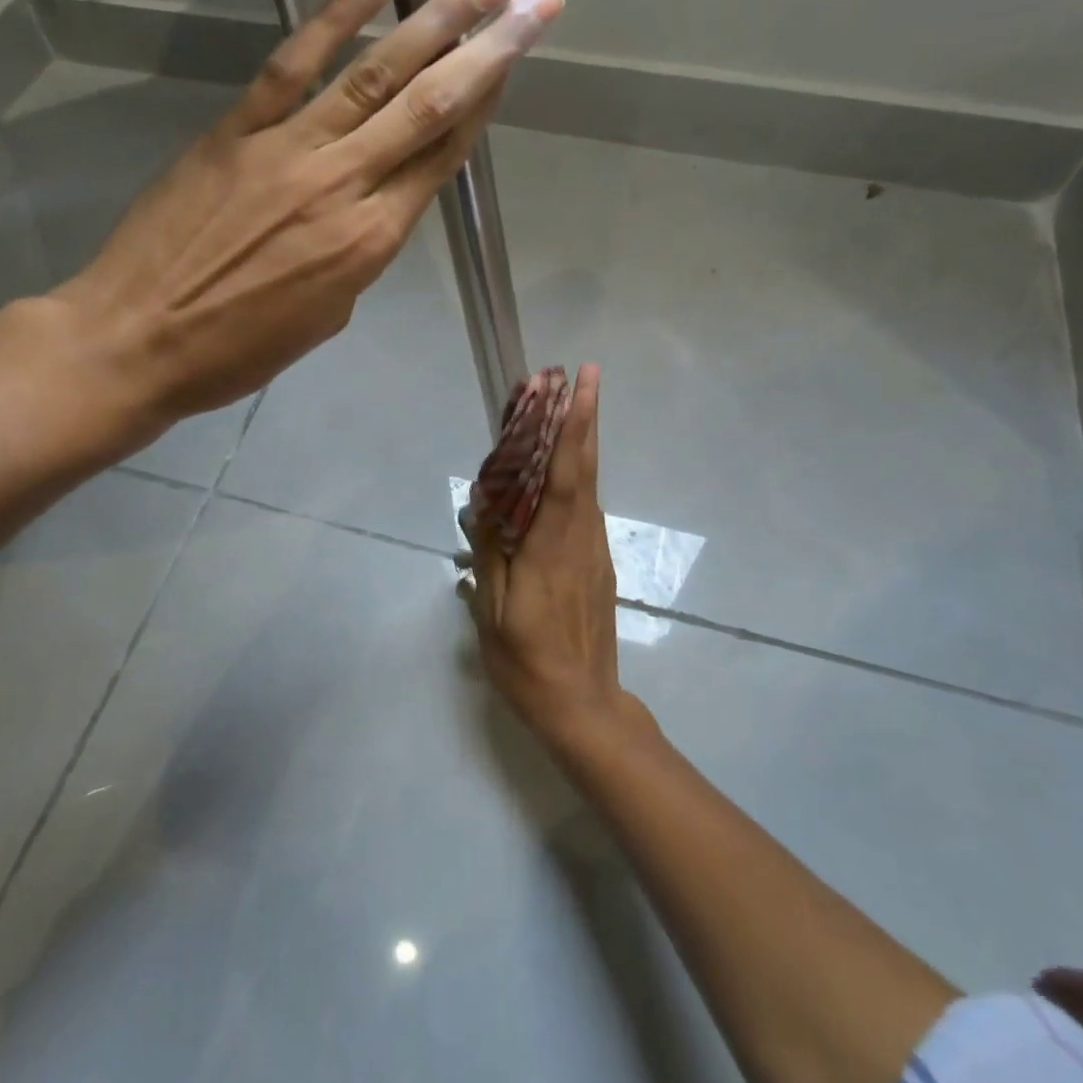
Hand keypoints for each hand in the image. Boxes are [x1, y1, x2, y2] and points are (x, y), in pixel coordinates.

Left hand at [48, 0, 564, 451]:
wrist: (139, 340)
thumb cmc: (238, 350)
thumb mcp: (325, 317)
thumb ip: (358, 253)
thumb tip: (370, 206)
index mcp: (370, 243)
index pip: (441, 159)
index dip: (484, 105)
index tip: (516, 58)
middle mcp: (343, 186)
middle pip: (428, 107)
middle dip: (490, 48)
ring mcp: (288, 150)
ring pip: (374, 76)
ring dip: (434, 21)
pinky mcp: (236, 131)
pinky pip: (293, 66)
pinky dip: (334, 18)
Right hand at [465, 365, 634, 748]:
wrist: (583, 707)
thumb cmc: (528, 662)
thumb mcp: (492, 613)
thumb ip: (491, 552)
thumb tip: (484, 503)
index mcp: (552, 547)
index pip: (564, 474)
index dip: (573, 426)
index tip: (580, 384)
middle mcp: (581, 539)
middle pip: (586, 468)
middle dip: (586, 418)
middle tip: (585, 375)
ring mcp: (595, 552)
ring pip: (590, 486)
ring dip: (581, 444)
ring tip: (566, 410)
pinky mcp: (598, 565)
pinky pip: (587, 510)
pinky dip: (577, 479)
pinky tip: (560, 474)